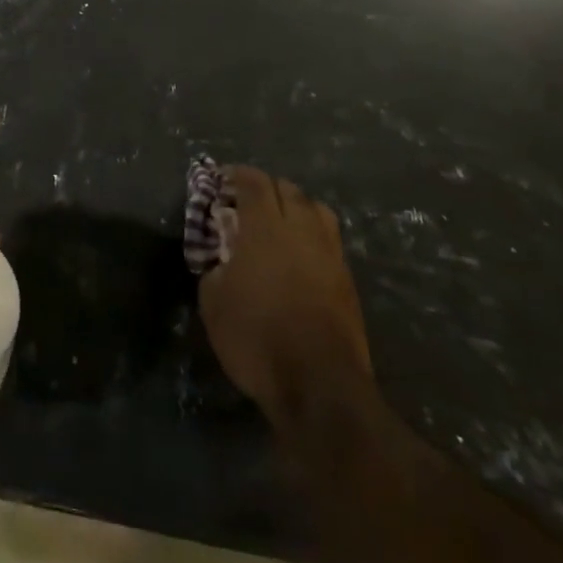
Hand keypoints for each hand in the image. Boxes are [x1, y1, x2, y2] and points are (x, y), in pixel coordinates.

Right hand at [198, 166, 375, 428]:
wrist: (320, 388)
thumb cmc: (257, 339)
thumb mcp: (213, 302)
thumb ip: (214, 267)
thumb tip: (221, 258)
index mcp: (265, 227)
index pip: (254, 181)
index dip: (236, 174)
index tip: (222, 179)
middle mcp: (302, 230)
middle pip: (288, 189)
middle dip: (266, 188)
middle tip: (247, 201)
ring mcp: (330, 254)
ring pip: (317, 209)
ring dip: (296, 206)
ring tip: (280, 222)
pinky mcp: (348, 281)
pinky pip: (330, 239)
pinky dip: (313, 234)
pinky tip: (300, 254)